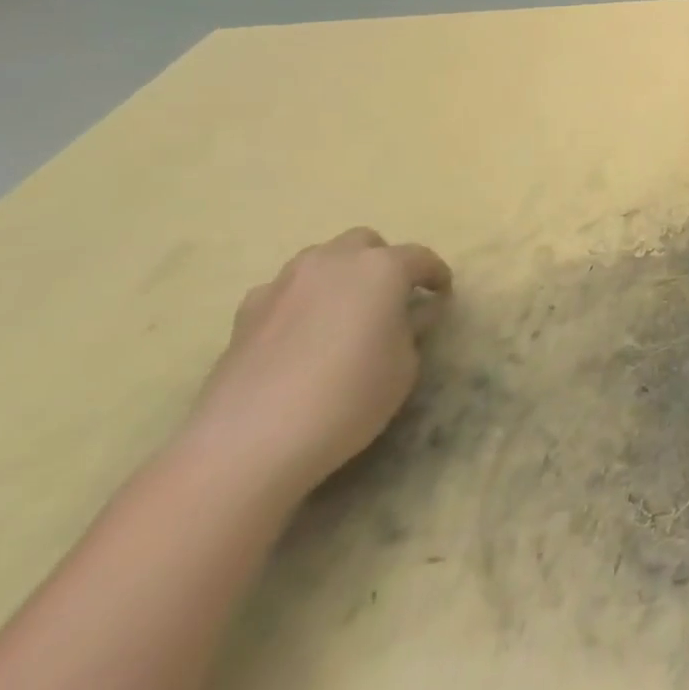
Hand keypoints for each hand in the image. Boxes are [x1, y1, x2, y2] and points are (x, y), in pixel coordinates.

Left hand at [184, 228, 452, 498]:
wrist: (246, 445)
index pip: (421, 258)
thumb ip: (412, 331)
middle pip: (366, 244)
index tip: (443, 295)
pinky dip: (299, 303)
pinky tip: (299, 335)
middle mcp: (335, 261)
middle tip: (390, 299)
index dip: (436, 276)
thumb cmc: (346, 398)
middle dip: (382, 263)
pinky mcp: (245, 313)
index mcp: (382, 268)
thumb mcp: (404, 368)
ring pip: (321, 260)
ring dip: (339, 276)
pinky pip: (284, 292)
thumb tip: (410, 315)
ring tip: (342, 313)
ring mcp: (285, 283)